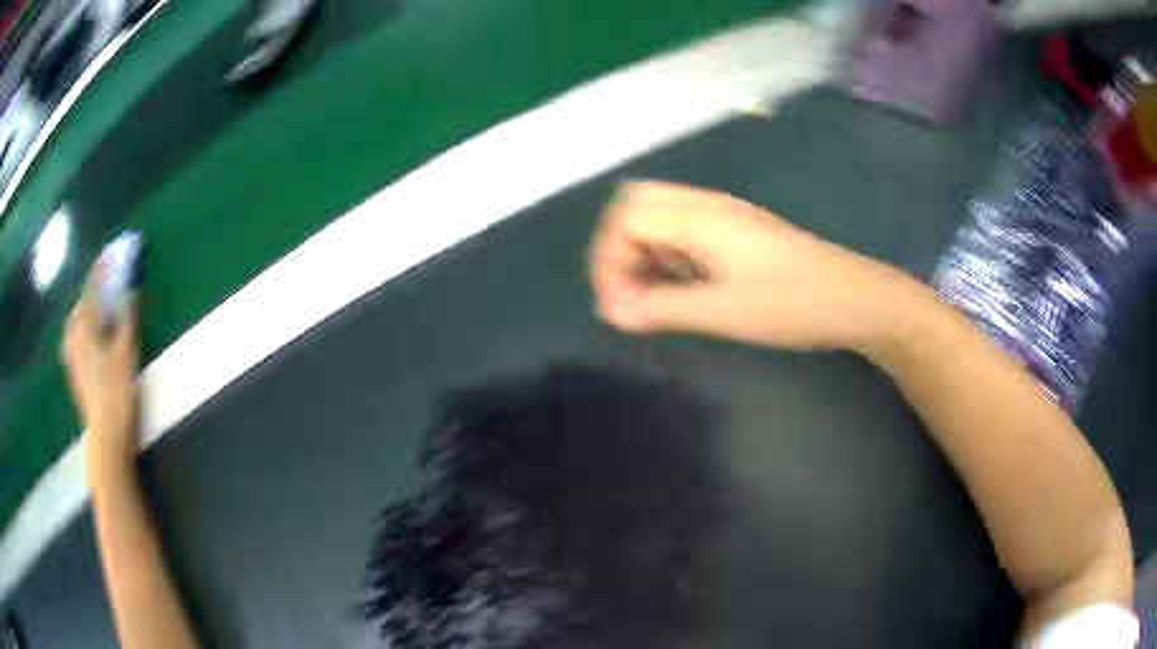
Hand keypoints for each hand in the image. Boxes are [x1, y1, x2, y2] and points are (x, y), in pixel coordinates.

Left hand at [62, 288, 139, 449]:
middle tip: (101, 287)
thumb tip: (129, 290)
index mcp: (86, 331)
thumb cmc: (117, 395)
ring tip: (93, 313)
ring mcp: (74, 362)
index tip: (108, 256)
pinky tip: (87, 343)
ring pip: (74, 328)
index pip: (91, 292)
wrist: (107, 439)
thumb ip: (126, 320)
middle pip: (79, 309)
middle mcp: (75, 341)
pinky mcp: (76, 378)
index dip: (100, 273)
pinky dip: (80, 334)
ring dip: (83, 315)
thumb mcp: (126, 355)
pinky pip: (74, 345)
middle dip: (89, 294)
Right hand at [589, 181, 912, 349]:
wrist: (855, 298)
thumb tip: (611, 311)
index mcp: (699, 217)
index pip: (625, 216)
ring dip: (645, 252)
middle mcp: (706, 205)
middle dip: (621, 248)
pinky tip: (686, 287)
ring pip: (661, 216)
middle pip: (637, 205)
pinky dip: (669, 254)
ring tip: (656, 296)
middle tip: (631, 293)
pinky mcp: (739, 230)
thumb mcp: (723, 312)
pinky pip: (685, 229)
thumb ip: (661, 307)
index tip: (619, 306)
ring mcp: (725, 215)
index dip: (609, 260)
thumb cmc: (792, 304)